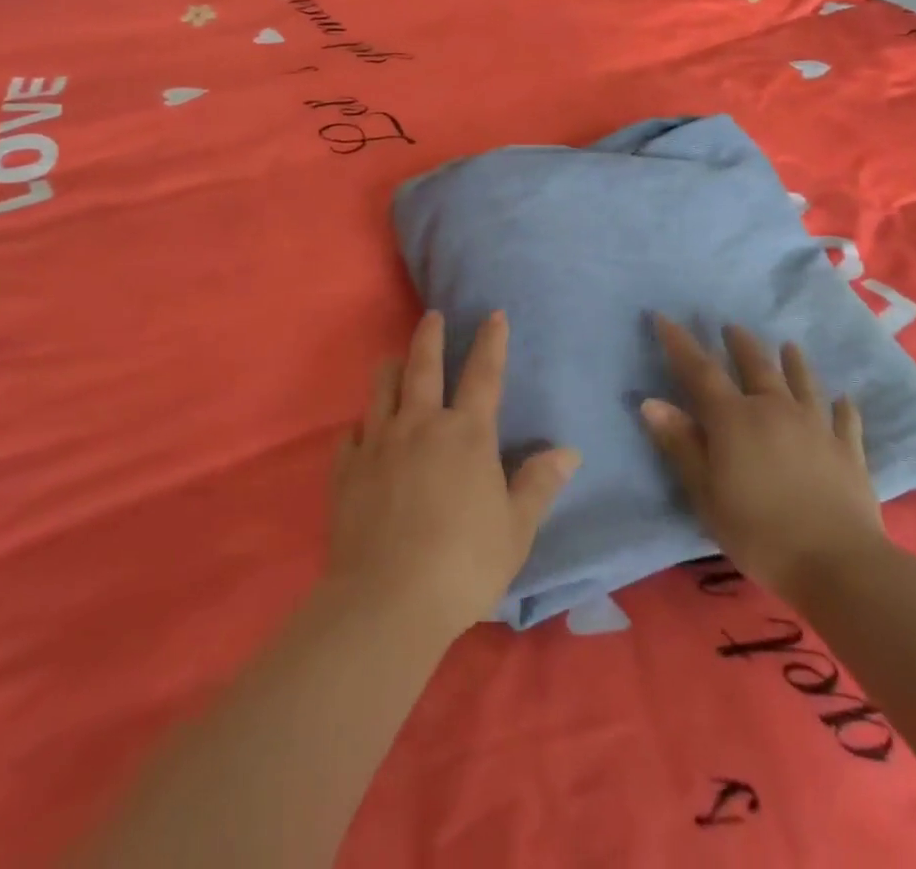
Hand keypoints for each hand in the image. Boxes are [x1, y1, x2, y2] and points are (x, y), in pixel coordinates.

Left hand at [328, 311, 579, 638]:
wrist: (387, 599)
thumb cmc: (463, 564)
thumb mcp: (515, 530)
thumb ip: (538, 485)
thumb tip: (568, 451)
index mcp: (466, 435)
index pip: (483, 375)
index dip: (491, 342)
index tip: (493, 315)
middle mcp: (420, 425)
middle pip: (423, 365)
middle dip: (429, 336)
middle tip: (431, 315)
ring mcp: (378, 443)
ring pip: (382, 387)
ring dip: (391, 368)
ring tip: (395, 360)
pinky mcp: (347, 468)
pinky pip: (351, 433)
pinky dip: (360, 427)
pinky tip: (362, 433)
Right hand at [642, 317, 886, 605]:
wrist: (839, 564)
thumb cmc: (758, 531)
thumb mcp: (706, 492)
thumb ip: (681, 444)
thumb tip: (651, 402)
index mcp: (734, 418)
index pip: (700, 371)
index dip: (680, 344)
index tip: (664, 317)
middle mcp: (775, 410)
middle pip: (756, 366)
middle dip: (740, 344)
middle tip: (732, 327)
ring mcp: (816, 427)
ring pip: (802, 383)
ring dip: (793, 362)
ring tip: (788, 345)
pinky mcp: (848, 451)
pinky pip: (845, 419)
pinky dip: (842, 406)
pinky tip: (844, 398)